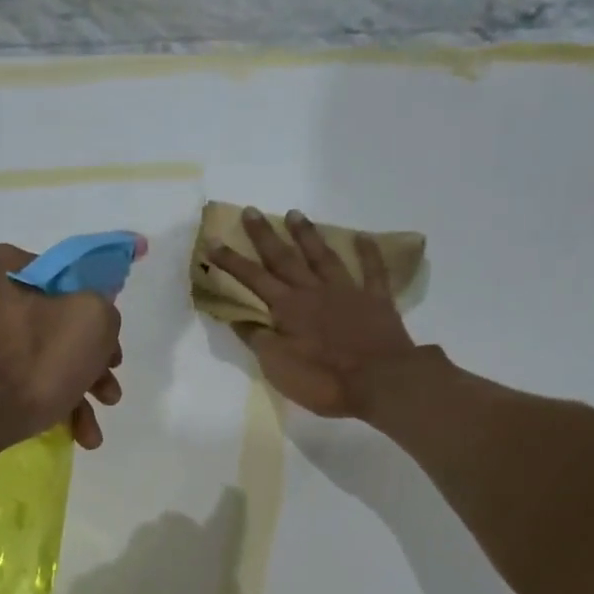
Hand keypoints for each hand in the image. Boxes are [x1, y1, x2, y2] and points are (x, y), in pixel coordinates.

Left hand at [0, 243, 124, 451]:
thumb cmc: (29, 365)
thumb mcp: (91, 322)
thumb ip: (104, 308)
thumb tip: (94, 317)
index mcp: (7, 266)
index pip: (69, 280)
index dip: (99, 316)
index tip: (112, 352)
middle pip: (54, 326)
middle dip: (89, 366)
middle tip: (108, 395)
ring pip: (36, 358)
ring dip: (73, 393)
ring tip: (90, 432)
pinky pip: (12, 380)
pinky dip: (42, 402)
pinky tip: (66, 432)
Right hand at [205, 207, 419, 417]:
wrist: (380, 381)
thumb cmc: (323, 380)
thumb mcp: (278, 367)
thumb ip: (259, 340)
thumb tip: (240, 318)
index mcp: (288, 309)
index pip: (253, 279)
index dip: (231, 261)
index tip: (213, 242)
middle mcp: (314, 291)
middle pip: (285, 258)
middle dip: (265, 236)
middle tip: (251, 211)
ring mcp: (347, 292)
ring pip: (323, 257)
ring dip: (307, 235)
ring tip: (295, 214)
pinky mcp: (377, 301)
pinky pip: (373, 271)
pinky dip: (368, 252)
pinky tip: (362, 236)